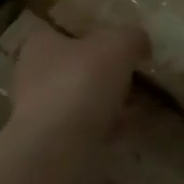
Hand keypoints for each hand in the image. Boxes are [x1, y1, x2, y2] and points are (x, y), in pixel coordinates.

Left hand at [9, 19, 147, 146]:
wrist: (56, 152)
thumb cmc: (79, 83)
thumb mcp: (116, 44)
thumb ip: (132, 38)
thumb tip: (141, 44)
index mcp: (41, 44)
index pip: (69, 31)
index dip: (98, 35)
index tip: (126, 46)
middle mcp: (36, 75)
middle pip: (79, 67)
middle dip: (109, 73)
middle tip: (141, 76)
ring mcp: (44, 113)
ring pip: (86, 100)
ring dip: (113, 103)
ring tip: (147, 104)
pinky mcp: (56, 146)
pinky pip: (91, 130)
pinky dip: (114, 128)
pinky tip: (139, 129)